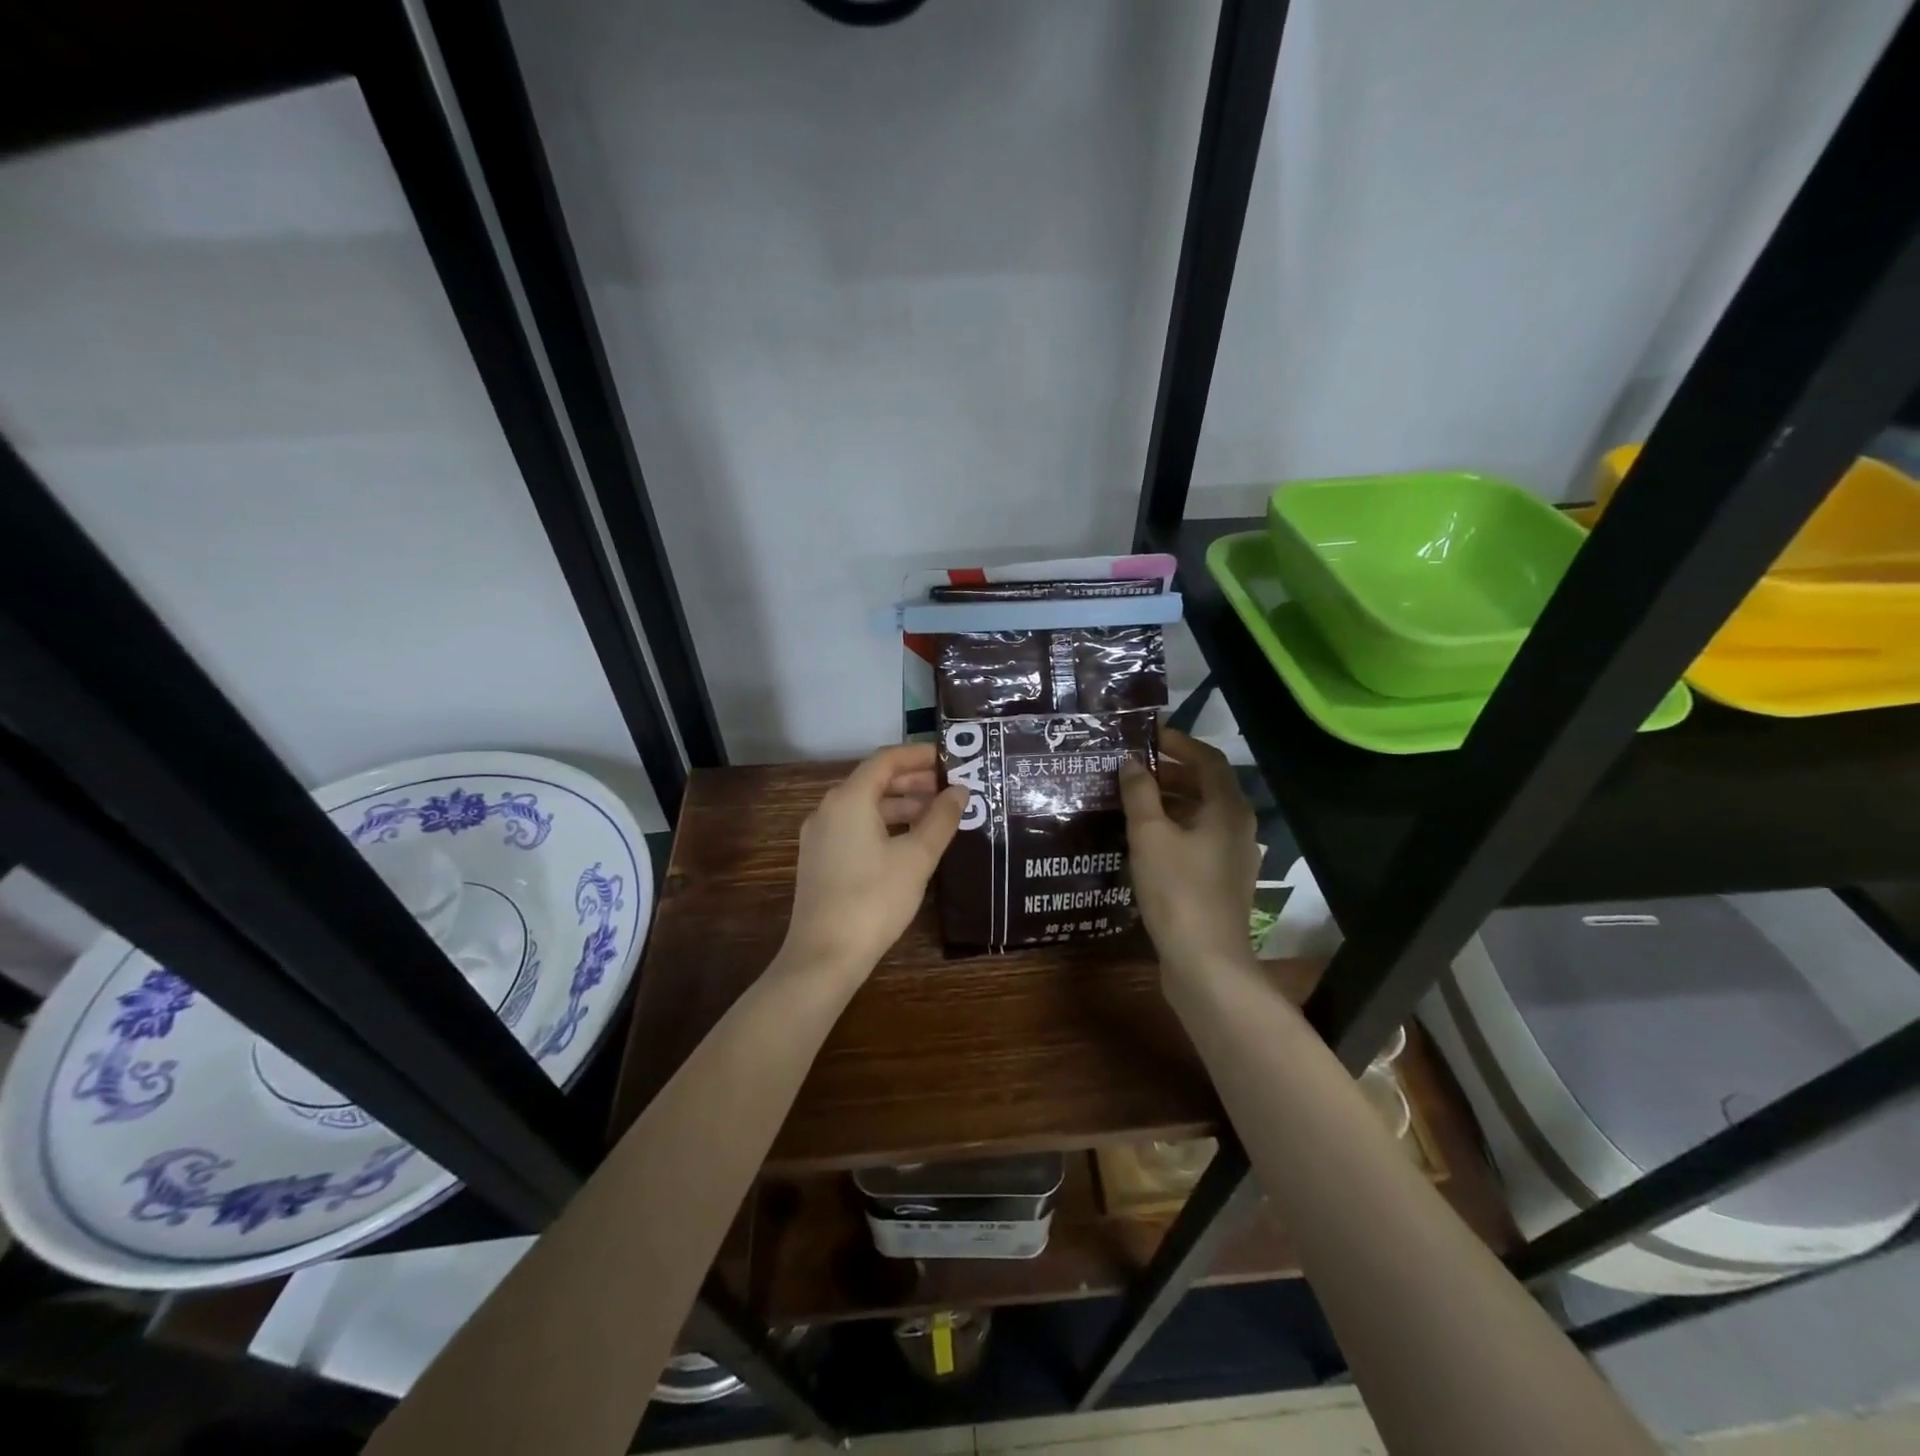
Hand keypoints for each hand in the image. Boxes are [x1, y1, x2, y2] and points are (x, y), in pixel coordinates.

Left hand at [783, 743, 966, 973]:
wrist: (824, 956)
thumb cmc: (874, 899)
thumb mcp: (916, 857)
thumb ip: (941, 819)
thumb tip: (960, 791)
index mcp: (849, 799)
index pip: (886, 760)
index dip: (919, 755)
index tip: (949, 759)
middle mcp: (828, 809)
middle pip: (874, 781)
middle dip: (913, 782)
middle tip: (950, 789)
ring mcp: (820, 835)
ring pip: (865, 806)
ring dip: (900, 806)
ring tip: (936, 817)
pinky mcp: (820, 859)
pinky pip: (855, 827)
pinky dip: (883, 825)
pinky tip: (909, 843)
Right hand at [1120, 728, 1260, 977]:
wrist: (1206, 962)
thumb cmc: (1178, 890)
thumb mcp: (1150, 835)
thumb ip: (1139, 792)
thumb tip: (1130, 762)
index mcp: (1227, 808)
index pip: (1207, 759)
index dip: (1178, 743)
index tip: (1146, 736)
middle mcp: (1237, 827)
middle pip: (1205, 785)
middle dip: (1169, 772)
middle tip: (1132, 767)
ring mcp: (1232, 856)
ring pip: (1200, 814)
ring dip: (1168, 800)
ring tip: (1130, 798)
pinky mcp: (1220, 880)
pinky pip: (1197, 839)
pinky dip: (1172, 827)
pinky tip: (1142, 839)